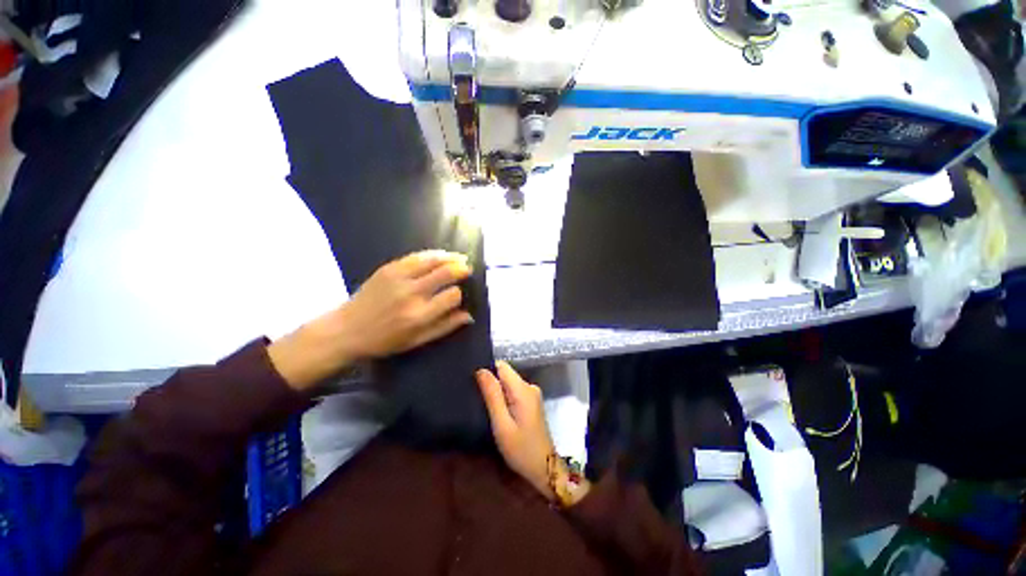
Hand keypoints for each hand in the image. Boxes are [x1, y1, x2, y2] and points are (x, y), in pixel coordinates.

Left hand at [269, 250, 473, 390]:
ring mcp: (398, 278)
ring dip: (450, 257)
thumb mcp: (418, 341)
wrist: (347, 329)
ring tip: (460, 258)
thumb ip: (445, 327)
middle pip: (445, 273)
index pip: (452, 296)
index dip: (460, 294)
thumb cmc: (385, 340)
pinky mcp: (388, 268)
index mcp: (419, 316)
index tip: (459, 295)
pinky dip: (432, 254)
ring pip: (432, 260)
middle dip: (461, 269)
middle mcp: (411, 294)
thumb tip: (469, 316)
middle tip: (468, 268)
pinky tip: (441, 255)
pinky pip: (416, 256)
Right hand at [476, 362, 556, 499]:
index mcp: (523, 389)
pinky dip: (504, 399)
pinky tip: (497, 413)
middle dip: (491, 384)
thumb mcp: (502, 424)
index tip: (475, 385)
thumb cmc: (521, 449)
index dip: (487, 371)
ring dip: (496, 393)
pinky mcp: (531, 402)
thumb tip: (481, 370)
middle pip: (505, 374)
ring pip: (508, 384)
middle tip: (478, 401)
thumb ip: (492, 395)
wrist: (544, 469)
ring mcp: (532, 394)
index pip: (502, 366)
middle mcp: (530, 386)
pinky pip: (513, 392)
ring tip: (485, 408)